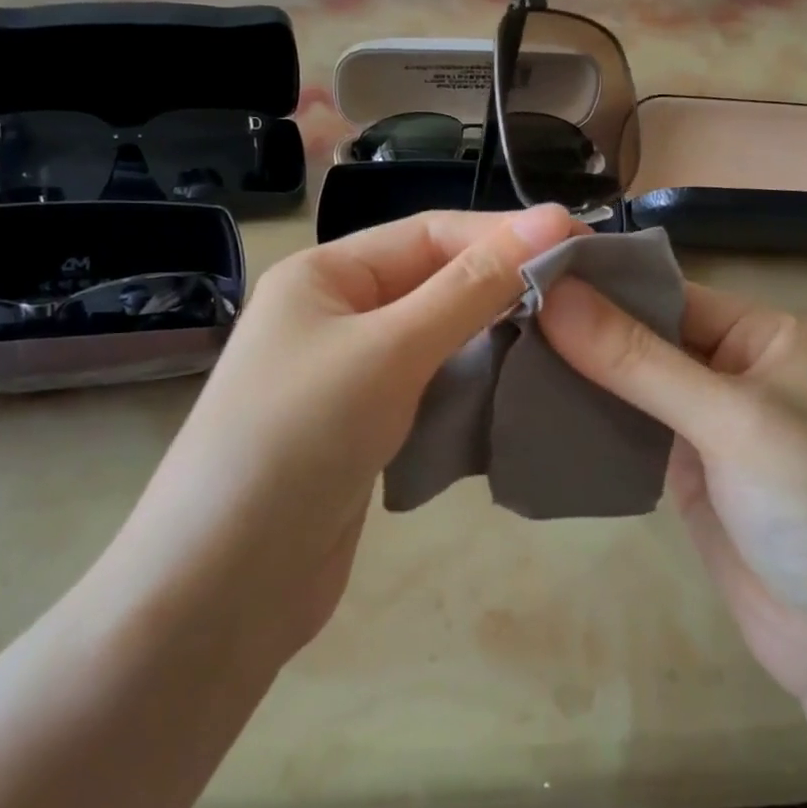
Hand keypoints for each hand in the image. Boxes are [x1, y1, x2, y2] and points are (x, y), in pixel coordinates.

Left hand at [104, 206, 581, 664]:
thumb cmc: (299, 439)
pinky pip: (430, 387)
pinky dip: (472, 384)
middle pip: (434, 282)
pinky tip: (518, 388)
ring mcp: (348, 375)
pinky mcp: (365, 429)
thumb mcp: (390, 350)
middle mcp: (335, 315)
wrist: (222, 587)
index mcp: (325, 275)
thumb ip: (472, 288)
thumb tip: (552, 220)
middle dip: (503, 286)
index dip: (504, 234)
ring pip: (438, 338)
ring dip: (493, 336)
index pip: (429, 234)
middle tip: (584, 296)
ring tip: (566, 338)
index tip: (581, 244)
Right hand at [538, 280, 806, 706]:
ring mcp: (706, 422)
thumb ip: (638, 360)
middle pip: (642, 334)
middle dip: (578, 330)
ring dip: (576, 373)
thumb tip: (552, 294)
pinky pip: (627, 428)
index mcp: (762, 334)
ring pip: (628, 382)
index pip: (665, 291)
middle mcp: (732, 368)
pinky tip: (532, 407)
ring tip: (500, 355)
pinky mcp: (684, 470)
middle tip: (494, 317)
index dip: (598, 285)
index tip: (520, 276)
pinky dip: (587, 418)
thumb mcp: (731, 421)